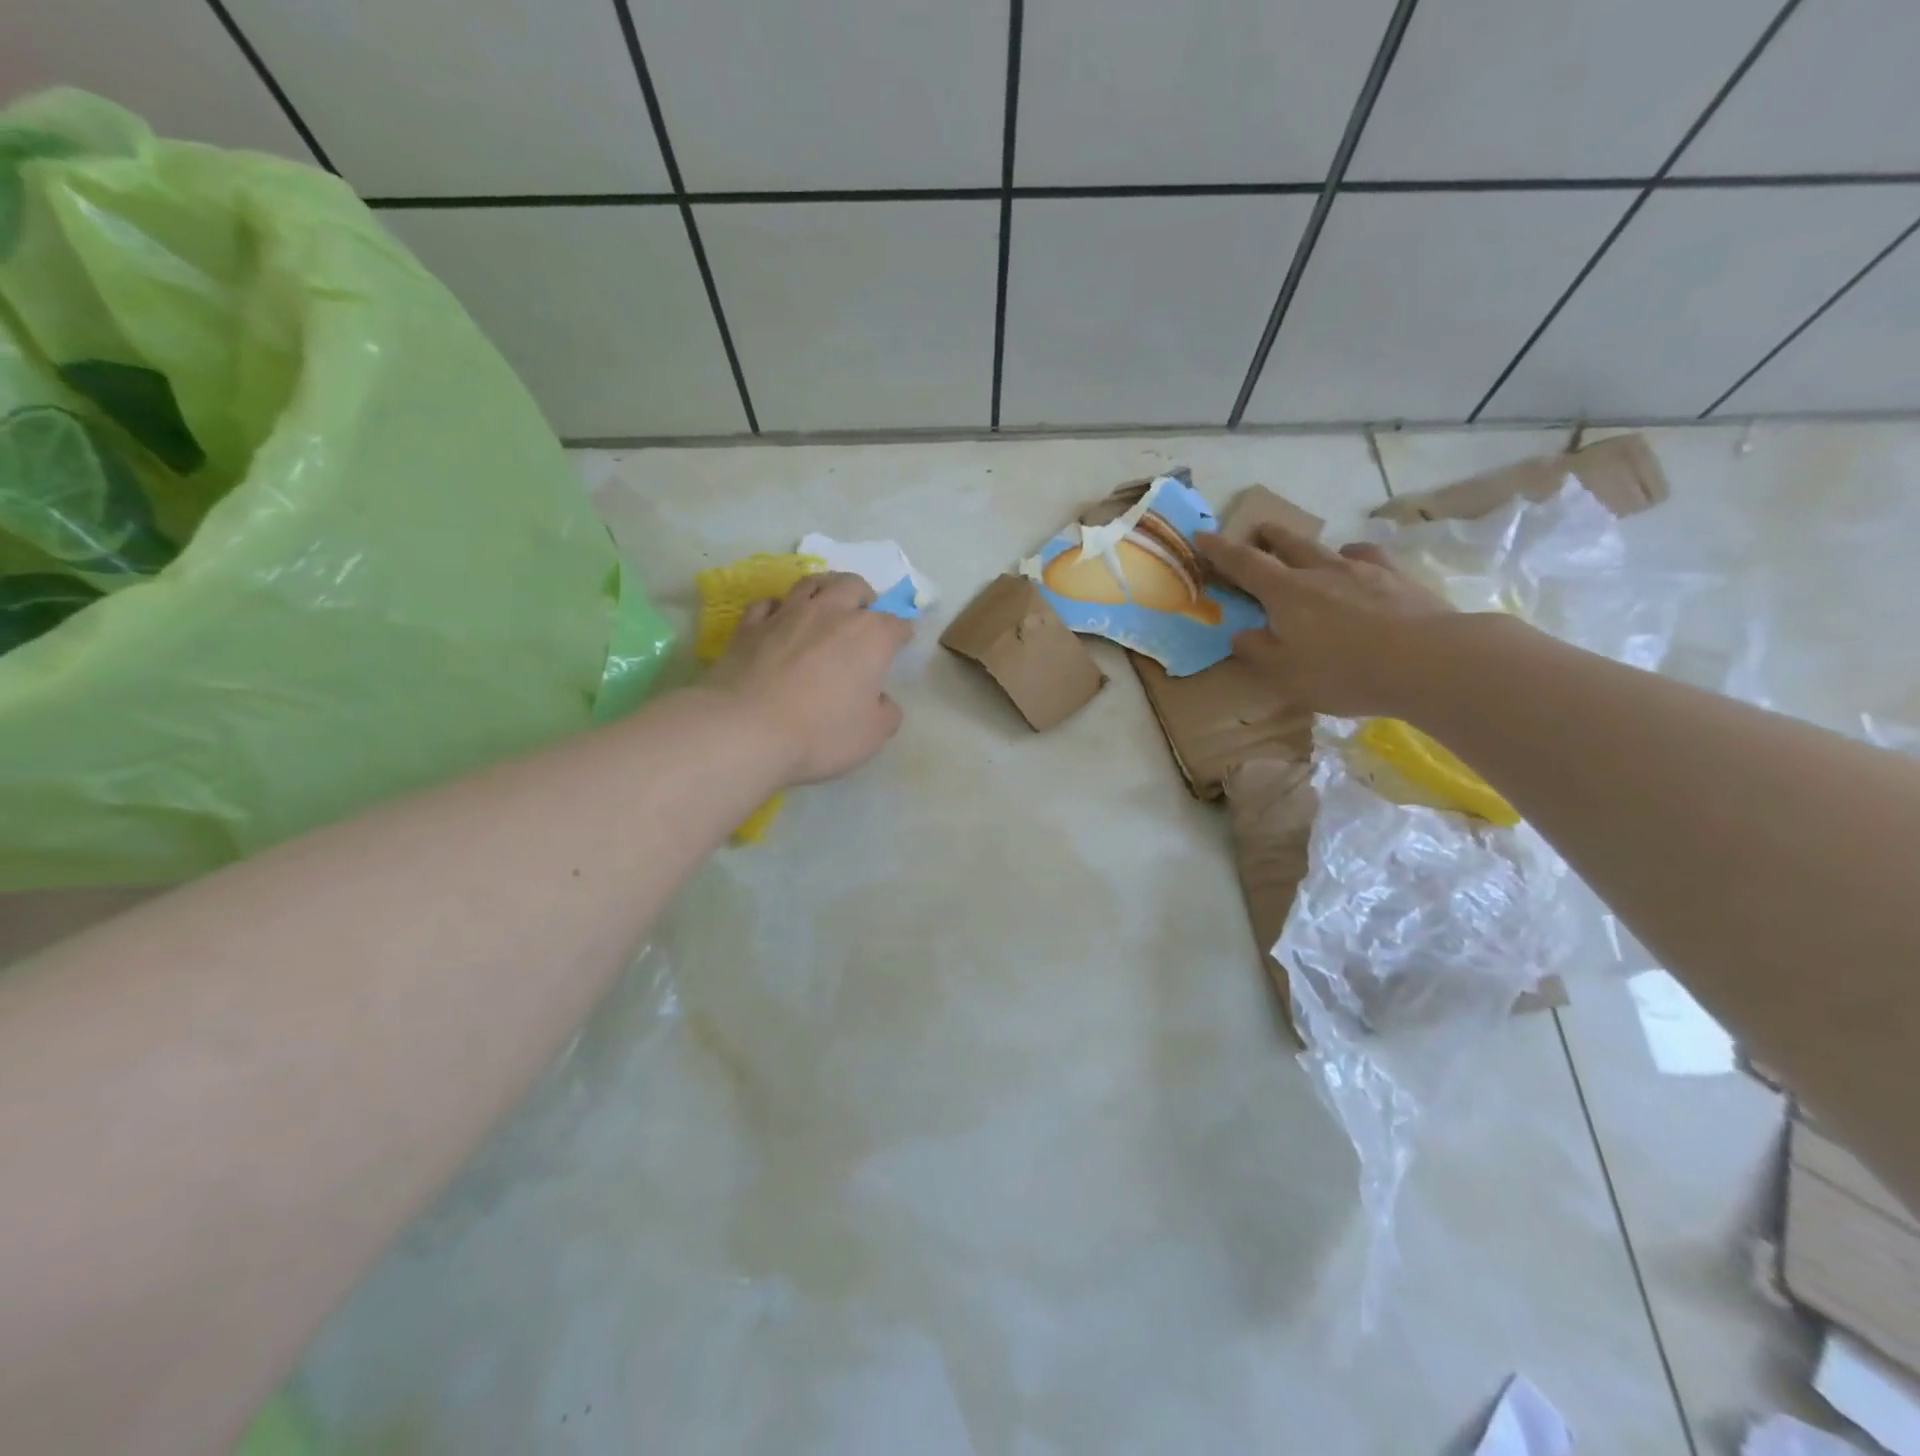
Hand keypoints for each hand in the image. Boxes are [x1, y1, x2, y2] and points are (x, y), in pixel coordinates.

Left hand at [706, 572, 911, 784]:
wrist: (748, 730)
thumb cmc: (822, 733)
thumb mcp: (873, 734)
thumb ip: (886, 711)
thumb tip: (880, 699)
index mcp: (870, 636)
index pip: (896, 625)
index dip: (902, 635)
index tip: (901, 644)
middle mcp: (832, 613)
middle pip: (853, 586)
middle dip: (864, 596)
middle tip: (863, 612)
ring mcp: (788, 614)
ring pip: (811, 583)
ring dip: (825, 589)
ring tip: (826, 603)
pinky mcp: (750, 626)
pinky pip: (768, 604)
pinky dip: (779, 608)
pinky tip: (778, 619)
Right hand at [1196, 525, 1453, 717]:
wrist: (1430, 661)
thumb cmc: (1345, 672)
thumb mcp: (1286, 674)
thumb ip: (1258, 651)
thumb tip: (1242, 633)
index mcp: (1286, 593)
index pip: (1244, 564)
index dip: (1220, 550)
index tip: (1202, 536)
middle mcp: (1320, 571)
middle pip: (1287, 543)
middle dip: (1266, 537)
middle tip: (1256, 534)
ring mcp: (1363, 570)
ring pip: (1327, 547)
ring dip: (1308, 546)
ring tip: (1307, 554)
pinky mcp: (1398, 577)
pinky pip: (1368, 558)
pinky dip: (1354, 559)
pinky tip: (1358, 567)